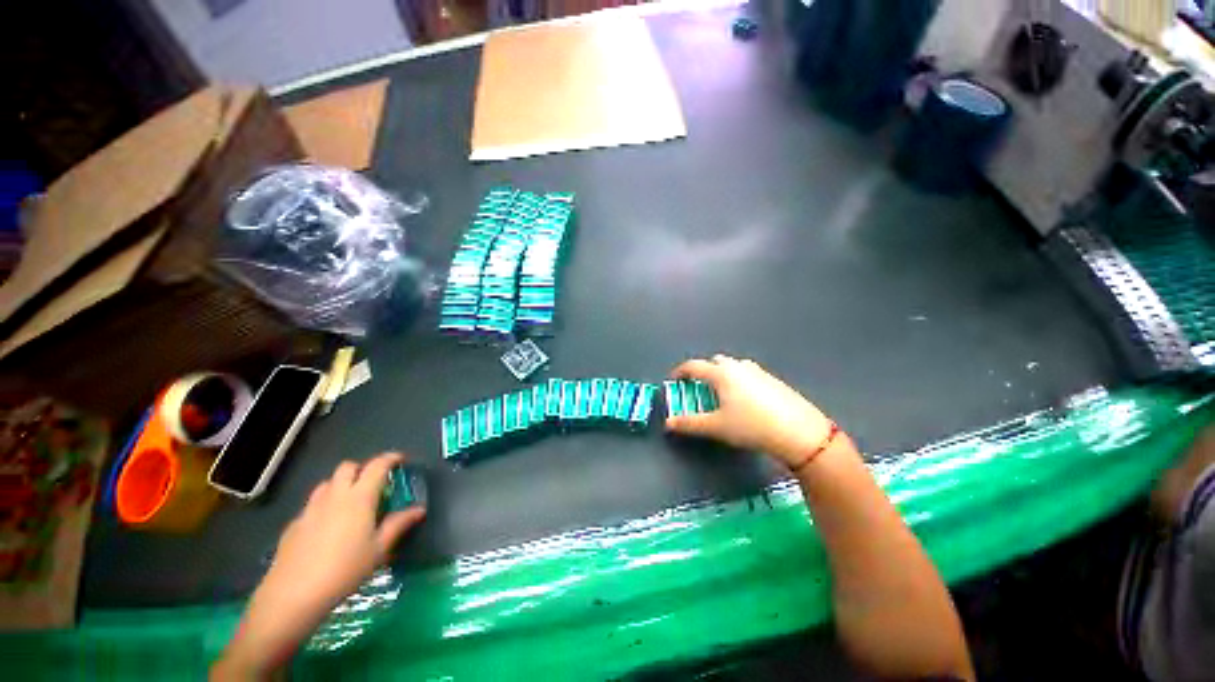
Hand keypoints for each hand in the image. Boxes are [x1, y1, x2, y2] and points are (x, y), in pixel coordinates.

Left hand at [212, 453, 425, 678]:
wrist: (287, 604)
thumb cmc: (341, 575)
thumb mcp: (378, 552)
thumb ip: (399, 525)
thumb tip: (419, 509)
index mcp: (356, 498)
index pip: (378, 465)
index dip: (392, 458)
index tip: (403, 459)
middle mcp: (332, 496)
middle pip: (349, 468)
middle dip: (365, 469)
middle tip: (379, 485)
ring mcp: (308, 511)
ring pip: (327, 483)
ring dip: (344, 485)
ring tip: (355, 504)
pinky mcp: (291, 527)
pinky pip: (313, 503)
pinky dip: (325, 503)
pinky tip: (328, 526)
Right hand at [666, 355, 833, 468]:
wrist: (798, 432)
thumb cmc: (751, 426)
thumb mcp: (716, 426)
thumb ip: (689, 423)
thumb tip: (668, 423)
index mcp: (721, 373)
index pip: (694, 366)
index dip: (680, 372)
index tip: (674, 380)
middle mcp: (738, 366)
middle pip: (714, 362)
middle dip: (704, 372)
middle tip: (700, 389)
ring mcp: (758, 371)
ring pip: (733, 366)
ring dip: (723, 375)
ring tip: (722, 395)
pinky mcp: (773, 380)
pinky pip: (748, 374)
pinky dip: (739, 381)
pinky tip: (746, 401)